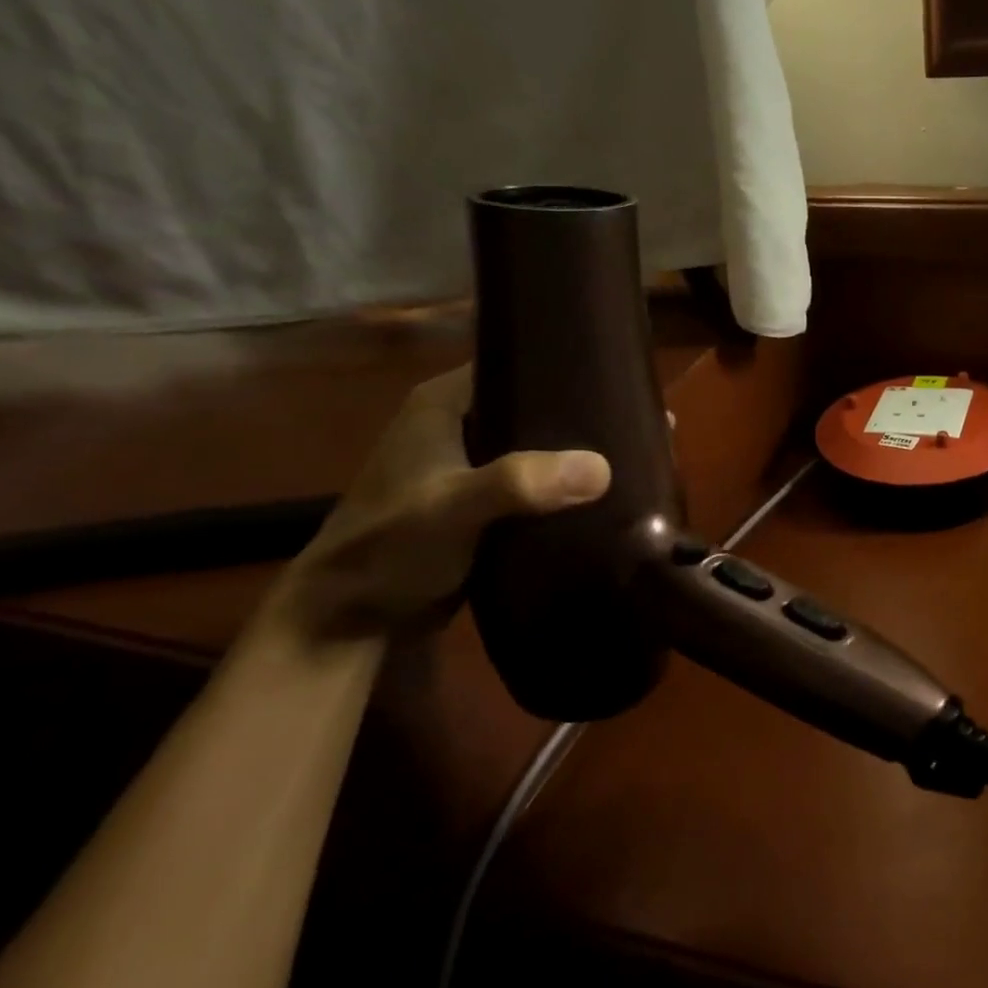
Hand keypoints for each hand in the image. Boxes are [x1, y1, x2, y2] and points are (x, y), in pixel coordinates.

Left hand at [262, 367, 610, 645]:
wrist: (348, 625)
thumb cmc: (387, 549)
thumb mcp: (452, 508)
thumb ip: (520, 483)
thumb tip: (602, 468)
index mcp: (443, 404)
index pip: (515, 362)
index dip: (565, 365)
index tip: (620, 377)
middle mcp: (458, 426)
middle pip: (534, 406)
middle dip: (582, 417)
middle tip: (639, 424)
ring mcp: (469, 468)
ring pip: (538, 448)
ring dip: (576, 457)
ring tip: (635, 456)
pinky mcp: (482, 505)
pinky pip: (535, 484)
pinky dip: (564, 489)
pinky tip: (604, 496)